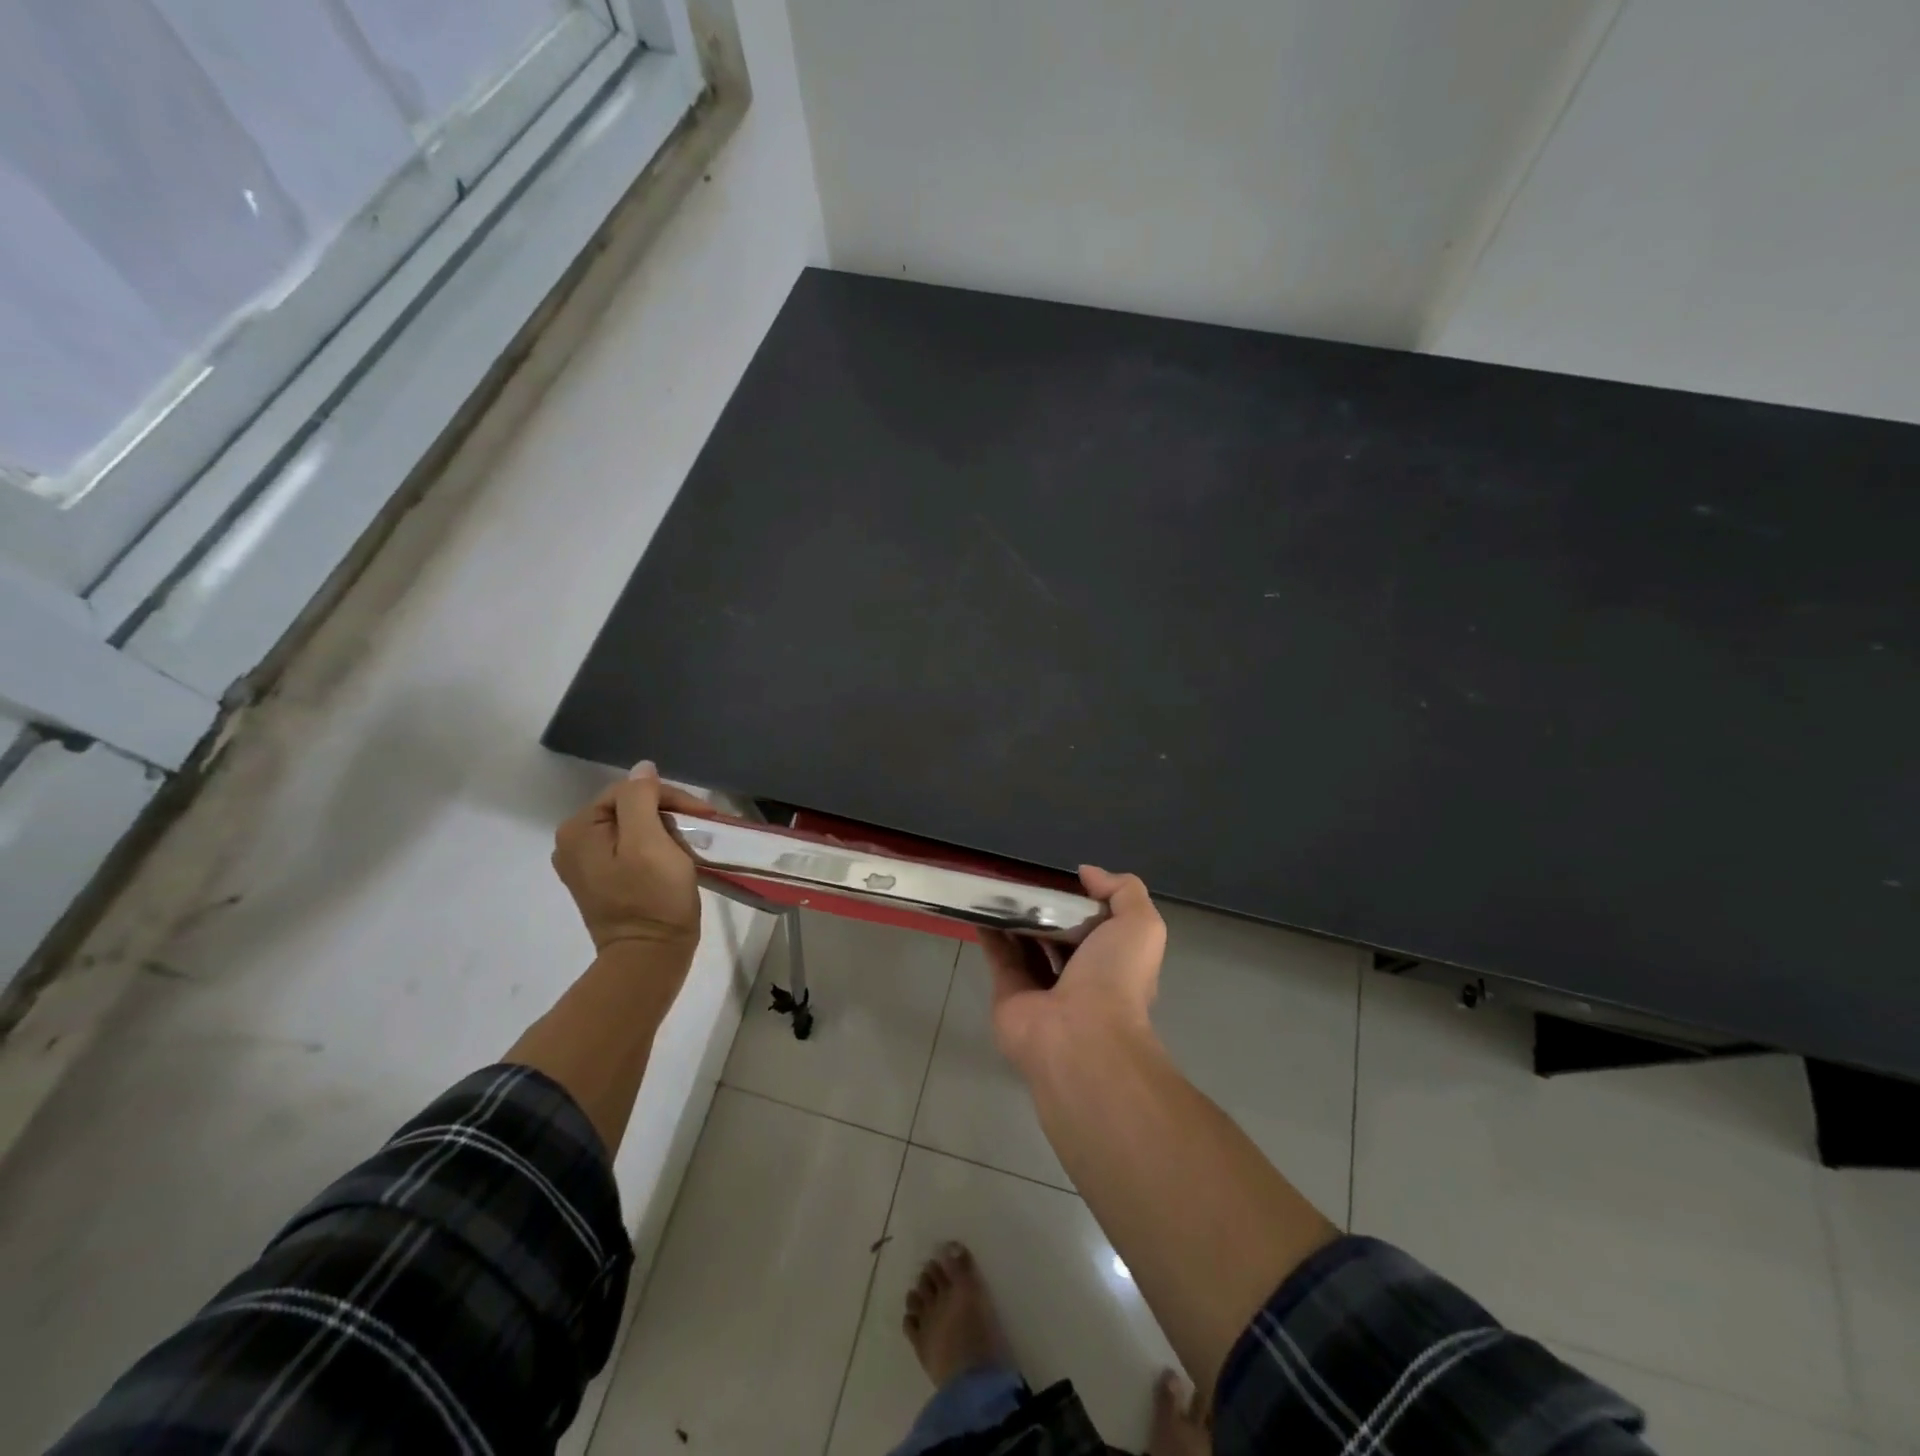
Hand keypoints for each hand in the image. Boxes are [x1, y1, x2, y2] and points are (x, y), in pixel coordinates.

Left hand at [552, 761, 702, 954]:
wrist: (650, 958)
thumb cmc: (653, 898)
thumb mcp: (650, 842)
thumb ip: (642, 799)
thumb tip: (642, 768)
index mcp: (579, 829)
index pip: (631, 790)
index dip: (670, 798)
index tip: (704, 817)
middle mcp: (573, 843)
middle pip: (631, 808)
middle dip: (668, 814)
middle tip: (701, 831)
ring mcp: (586, 865)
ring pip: (635, 828)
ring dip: (666, 831)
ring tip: (692, 845)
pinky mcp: (603, 881)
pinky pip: (632, 849)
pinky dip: (657, 849)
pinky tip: (675, 860)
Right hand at [979, 865, 1166, 1073]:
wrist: (1079, 1036)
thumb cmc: (1114, 977)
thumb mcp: (1140, 925)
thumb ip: (1123, 891)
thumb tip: (1088, 873)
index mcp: (1112, 962)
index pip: (1098, 926)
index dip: (1084, 900)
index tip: (1064, 877)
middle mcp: (1079, 977)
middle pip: (1059, 934)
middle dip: (1046, 907)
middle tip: (1026, 877)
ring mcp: (1042, 988)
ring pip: (1027, 943)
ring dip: (1015, 916)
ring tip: (1000, 884)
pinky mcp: (1009, 993)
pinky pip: (998, 955)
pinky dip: (990, 931)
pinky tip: (981, 904)